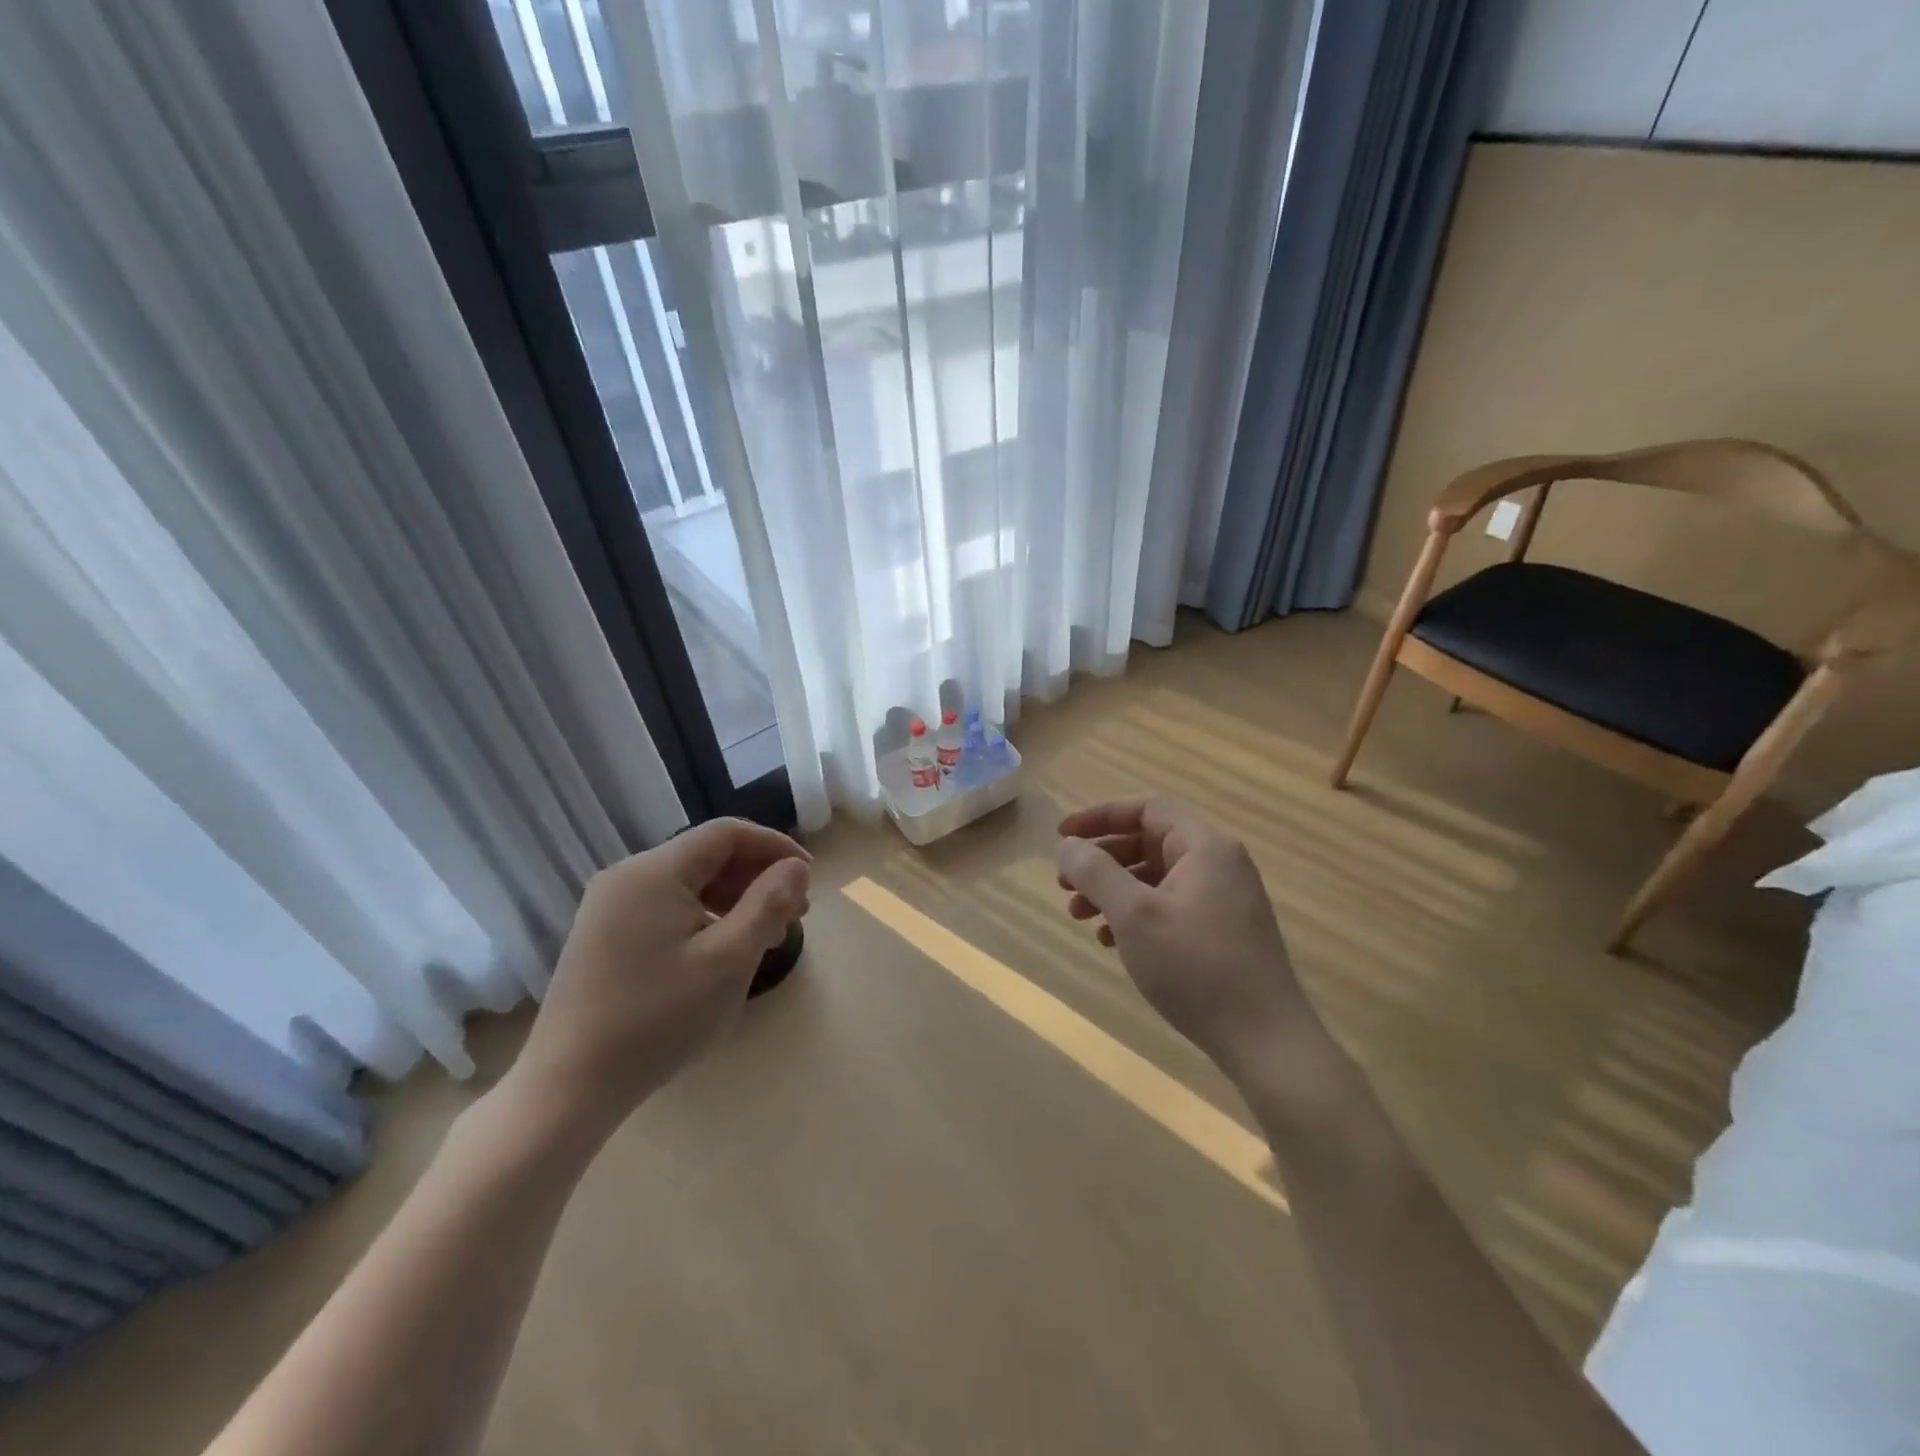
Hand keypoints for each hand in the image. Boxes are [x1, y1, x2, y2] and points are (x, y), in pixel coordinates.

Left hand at [508, 818, 810, 1142]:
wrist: (568, 1087)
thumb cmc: (657, 1020)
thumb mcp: (728, 961)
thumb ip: (768, 904)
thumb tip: (795, 868)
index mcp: (654, 872)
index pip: (726, 833)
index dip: (774, 846)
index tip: (809, 877)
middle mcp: (626, 876)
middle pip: (706, 855)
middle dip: (757, 875)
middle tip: (796, 912)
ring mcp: (610, 905)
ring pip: (687, 882)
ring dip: (733, 897)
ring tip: (766, 933)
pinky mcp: (603, 934)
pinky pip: (665, 906)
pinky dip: (703, 915)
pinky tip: (723, 948)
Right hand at [1057, 799, 1313, 1079]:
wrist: (1265, 1041)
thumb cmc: (1196, 967)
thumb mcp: (1135, 915)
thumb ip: (1096, 872)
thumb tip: (1069, 845)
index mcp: (1205, 846)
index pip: (1147, 809)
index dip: (1100, 817)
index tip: (1062, 837)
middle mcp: (1219, 864)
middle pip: (1149, 842)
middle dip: (1102, 860)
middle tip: (1065, 884)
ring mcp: (1225, 899)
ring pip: (1156, 878)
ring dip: (1114, 890)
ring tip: (1079, 915)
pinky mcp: (1224, 932)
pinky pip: (1170, 906)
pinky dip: (1137, 914)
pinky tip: (1111, 941)